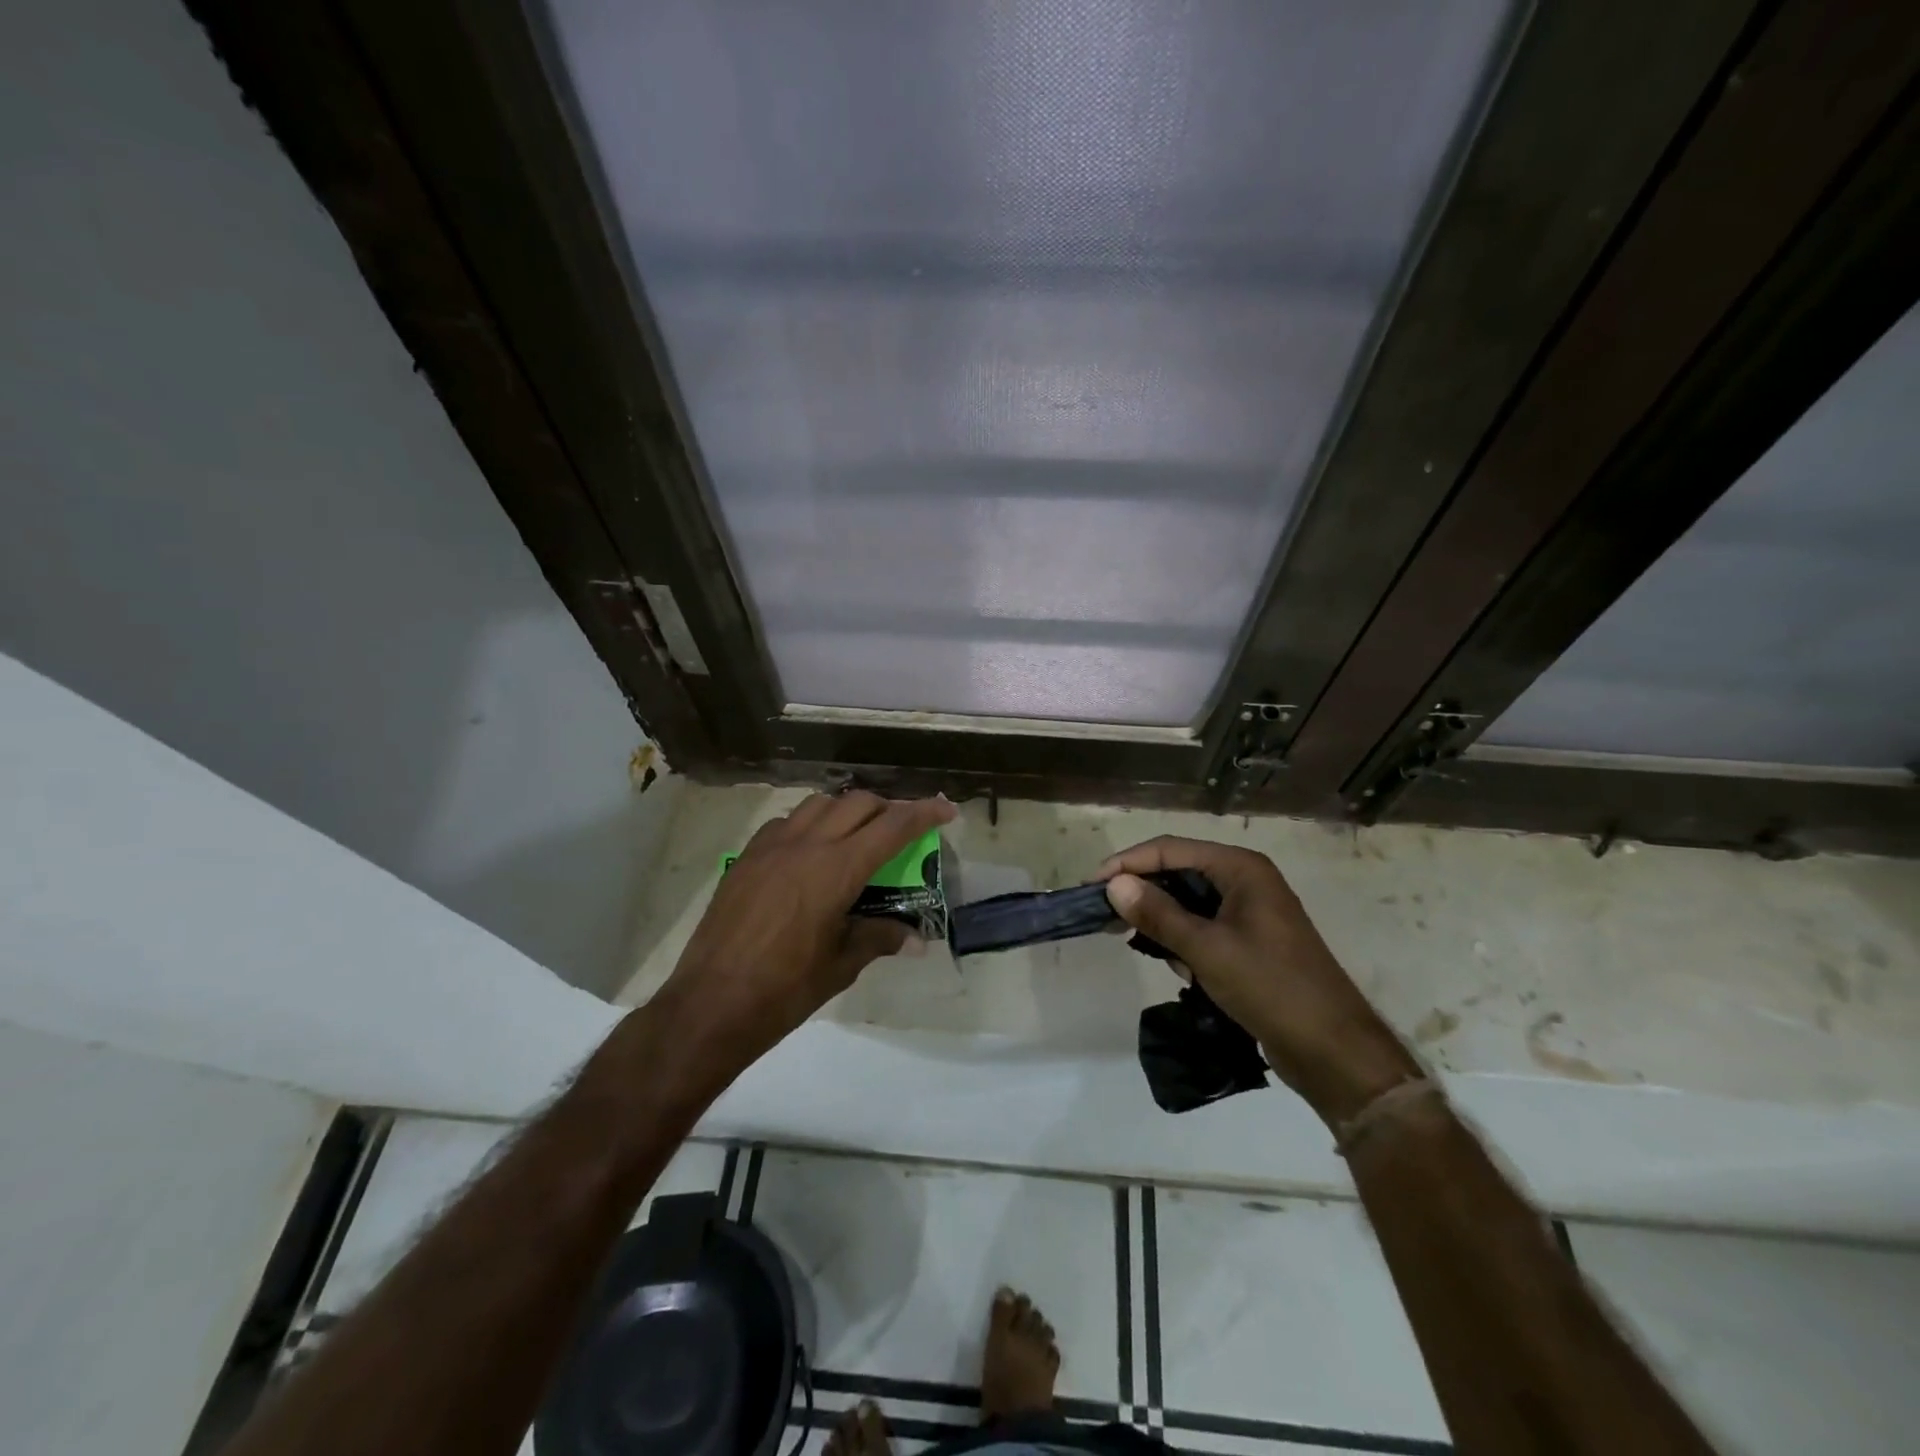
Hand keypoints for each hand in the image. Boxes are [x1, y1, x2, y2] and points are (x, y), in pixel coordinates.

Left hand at [656, 791, 955, 1072]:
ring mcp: (771, 846)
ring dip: (847, 810)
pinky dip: (809, 825)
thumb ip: (879, 938)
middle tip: (901, 831)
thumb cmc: (785, 989)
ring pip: (819, 804)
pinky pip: (786, 822)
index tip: (946, 809)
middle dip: (888, 808)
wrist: (710, 1002)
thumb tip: (915, 939)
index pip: (893, 826)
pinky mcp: (747, 857)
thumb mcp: (841, 964)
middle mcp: (806, 844)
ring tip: (857, 836)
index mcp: (837, 868)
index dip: (924, 812)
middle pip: (858, 802)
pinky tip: (810, 854)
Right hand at [1099, 837, 1419, 1124]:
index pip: (1170, 849)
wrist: (1332, 1049)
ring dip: (1165, 922)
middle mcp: (1246, 880)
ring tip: (1147, 948)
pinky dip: (1186, 943)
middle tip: (1106, 916)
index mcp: (1241, 868)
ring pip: (1189, 902)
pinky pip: (1204, 927)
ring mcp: (1250, 911)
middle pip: (1179, 872)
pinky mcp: (1250, 941)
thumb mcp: (1207, 949)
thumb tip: (1113, 885)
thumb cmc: (1270, 987)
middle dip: (1144, 893)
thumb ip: (1158, 914)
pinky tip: (1185, 971)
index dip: (1128, 863)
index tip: (1092, 886)